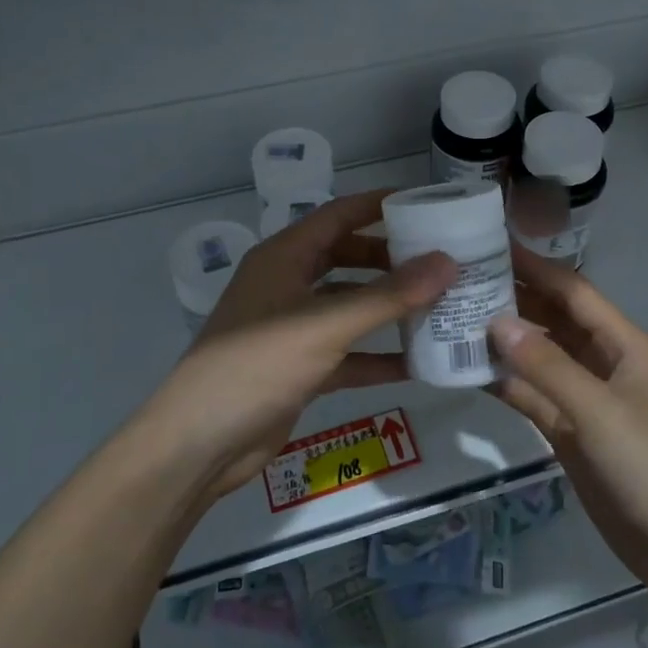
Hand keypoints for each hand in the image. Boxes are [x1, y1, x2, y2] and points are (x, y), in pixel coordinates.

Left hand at [135, 189, 455, 499]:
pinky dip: (377, 355)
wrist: (200, 443)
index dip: (379, 205)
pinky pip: (348, 352)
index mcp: (284, 257)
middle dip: (391, 260)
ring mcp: (293, 328)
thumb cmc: (257, 366)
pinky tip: (418, 363)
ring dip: (389, 308)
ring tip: (440, 306)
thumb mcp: (325, 326)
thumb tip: (447, 263)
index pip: (338, 215)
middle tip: (441, 261)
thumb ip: (387, 296)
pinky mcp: (299, 368)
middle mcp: (288, 285)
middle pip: (347, 258)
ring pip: (350, 307)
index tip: (427, 204)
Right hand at [488, 247, 647, 603]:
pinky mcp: (570, 433)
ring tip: (452, 318)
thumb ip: (547, 366)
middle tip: (458, 281)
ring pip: (539, 358)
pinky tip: (467, 371)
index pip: (573, 291)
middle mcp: (603, 363)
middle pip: (553, 319)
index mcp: (624, 345)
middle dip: (513, 298)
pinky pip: (532, 397)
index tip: (490, 245)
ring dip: (503, 341)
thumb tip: (495, 321)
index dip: (534, 266)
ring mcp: (586, 400)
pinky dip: (505, 384)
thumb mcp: (600, 412)